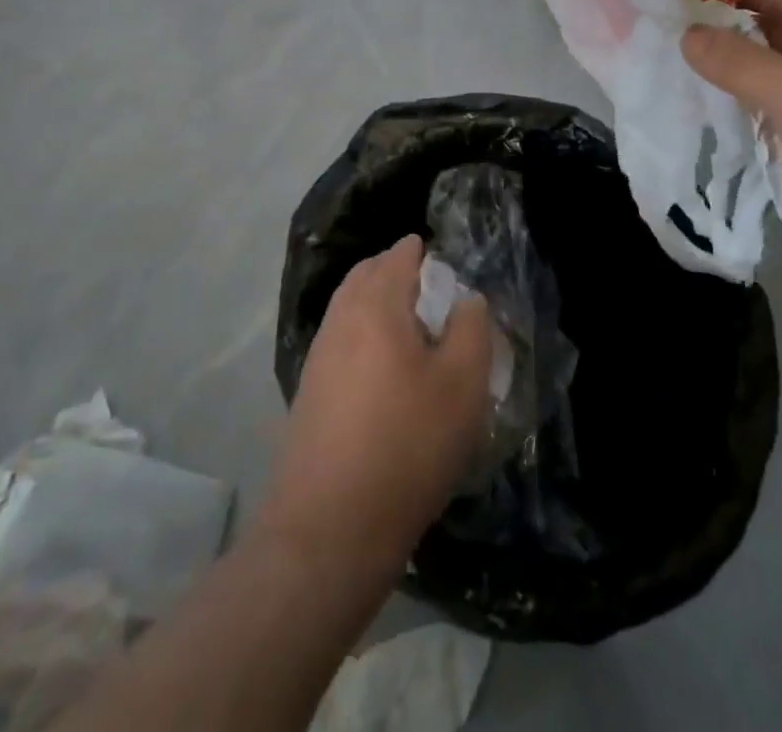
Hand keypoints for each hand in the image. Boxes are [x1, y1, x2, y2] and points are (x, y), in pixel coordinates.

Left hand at [259, 236, 492, 572]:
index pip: (400, 254)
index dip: (428, 255)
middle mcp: (340, 318)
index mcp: (375, 304)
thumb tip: (466, 299)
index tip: (452, 274)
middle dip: (399, 272)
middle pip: (369, 274)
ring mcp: (319, 355)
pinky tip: (386, 371)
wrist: (330, 527)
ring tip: (415, 333)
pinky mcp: (310, 391)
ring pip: (351, 308)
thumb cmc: (407, 444)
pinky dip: (365, 336)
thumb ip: (471, 328)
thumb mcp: (463, 385)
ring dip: (381, 305)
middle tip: (435, 295)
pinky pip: (342, 341)